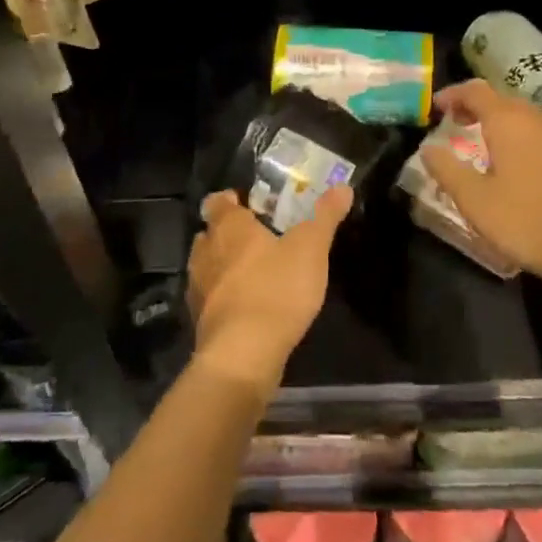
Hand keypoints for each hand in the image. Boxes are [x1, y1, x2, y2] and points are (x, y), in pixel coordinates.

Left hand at [187, 186, 349, 393]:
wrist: (243, 355)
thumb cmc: (276, 289)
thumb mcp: (311, 248)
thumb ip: (325, 216)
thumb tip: (343, 186)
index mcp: (228, 226)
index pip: (218, 201)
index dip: (231, 200)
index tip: (250, 205)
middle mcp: (205, 251)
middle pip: (210, 233)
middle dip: (229, 234)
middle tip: (259, 238)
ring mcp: (198, 287)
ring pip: (208, 266)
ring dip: (225, 266)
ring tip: (256, 273)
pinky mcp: (200, 320)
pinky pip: (211, 298)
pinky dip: (225, 297)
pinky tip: (248, 307)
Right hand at [422, 79, 541, 293]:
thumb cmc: (529, 223)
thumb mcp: (475, 202)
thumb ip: (447, 170)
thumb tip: (428, 148)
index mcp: (509, 123)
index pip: (475, 92)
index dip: (453, 95)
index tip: (436, 108)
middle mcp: (537, 120)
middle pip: (501, 100)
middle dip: (475, 107)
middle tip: (456, 124)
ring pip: (525, 117)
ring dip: (500, 122)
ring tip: (484, 143)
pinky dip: (522, 138)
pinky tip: (519, 166)